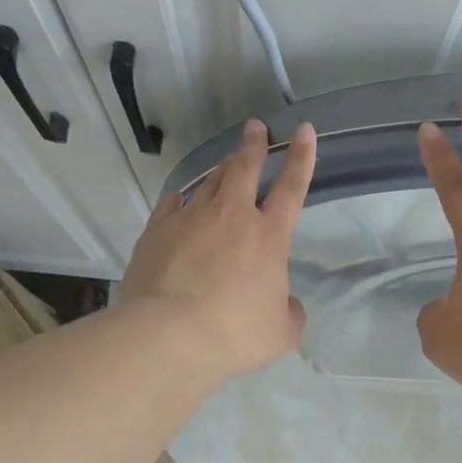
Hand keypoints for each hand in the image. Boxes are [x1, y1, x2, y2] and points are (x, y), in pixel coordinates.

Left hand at [121, 117, 318, 381]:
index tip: (304, 131)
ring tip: (226, 162)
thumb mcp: (281, 333)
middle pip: (244, 169)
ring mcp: (190, 220)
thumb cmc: (234, 335)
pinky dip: (181, 198)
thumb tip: (285, 304)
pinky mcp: (157, 231)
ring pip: (209, 183)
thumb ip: (289, 312)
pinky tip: (180, 197)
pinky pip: (171, 205)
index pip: (292, 188)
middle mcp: (231, 217)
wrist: (168, 335)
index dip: (301, 158)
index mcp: (268, 237)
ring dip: (221, 170)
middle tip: (255, 127)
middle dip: (253, 146)